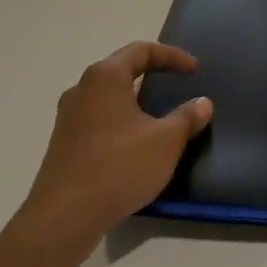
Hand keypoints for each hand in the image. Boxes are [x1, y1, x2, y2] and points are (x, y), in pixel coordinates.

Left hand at [19, 42, 212, 256]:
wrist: (65, 216)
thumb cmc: (119, 166)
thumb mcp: (166, 141)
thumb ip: (187, 117)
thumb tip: (202, 103)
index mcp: (105, 77)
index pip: (141, 51)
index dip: (172, 56)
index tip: (194, 70)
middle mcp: (82, 90)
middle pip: (121, 70)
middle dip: (152, 75)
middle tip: (177, 86)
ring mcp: (68, 118)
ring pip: (108, 97)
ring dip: (135, 102)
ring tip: (159, 116)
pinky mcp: (63, 144)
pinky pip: (99, 120)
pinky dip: (121, 122)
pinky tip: (136, 145)